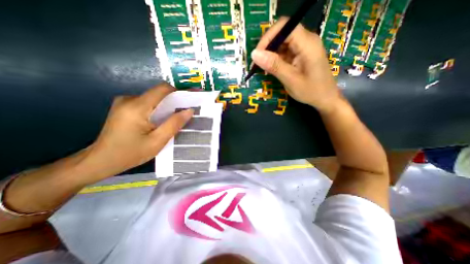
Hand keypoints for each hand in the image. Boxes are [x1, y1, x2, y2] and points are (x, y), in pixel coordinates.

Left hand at [87, 83, 192, 177]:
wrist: (100, 161)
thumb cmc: (130, 153)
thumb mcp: (157, 141)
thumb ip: (174, 124)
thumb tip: (189, 110)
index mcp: (137, 106)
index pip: (163, 89)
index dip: (180, 91)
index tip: (192, 97)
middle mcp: (130, 99)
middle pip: (159, 93)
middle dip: (176, 100)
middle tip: (189, 110)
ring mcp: (125, 102)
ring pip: (154, 99)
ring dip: (168, 106)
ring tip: (178, 116)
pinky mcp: (125, 107)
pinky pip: (148, 103)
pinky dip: (159, 109)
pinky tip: (163, 119)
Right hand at [251, 16, 344, 113]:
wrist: (325, 98)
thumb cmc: (311, 91)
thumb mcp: (291, 80)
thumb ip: (274, 66)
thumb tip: (254, 54)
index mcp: (307, 44)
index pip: (284, 27)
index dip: (268, 38)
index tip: (257, 55)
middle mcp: (306, 40)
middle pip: (282, 33)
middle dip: (267, 47)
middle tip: (257, 63)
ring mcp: (303, 47)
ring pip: (282, 43)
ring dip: (270, 53)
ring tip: (262, 67)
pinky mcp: (300, 54)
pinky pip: (285, 51)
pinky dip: (275, 58)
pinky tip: (271, 68)